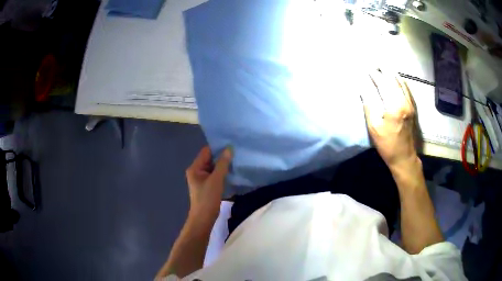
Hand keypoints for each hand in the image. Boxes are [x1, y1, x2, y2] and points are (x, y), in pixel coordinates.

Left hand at [185, 146, 231, 221]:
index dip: (218, 147)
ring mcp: (201, 179)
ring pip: (213, 167)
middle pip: (209, 159)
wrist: (204, 218)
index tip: (231, 144)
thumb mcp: (216, 179)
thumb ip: (222, 163)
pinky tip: (232, 171)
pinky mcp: (207, 186)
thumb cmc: (207, 198)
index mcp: (195, 168)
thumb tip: (229, 148)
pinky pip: (215, 175)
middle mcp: (196, 171)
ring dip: (223, 165)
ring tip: (236, 160)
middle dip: (221, 156)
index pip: (206, 151)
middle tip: (236, 152)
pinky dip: (222, 173)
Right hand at [361, 69, 418, 167]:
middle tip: (374, 62)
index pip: (382, 83)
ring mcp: (410, 104)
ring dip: (391, 73)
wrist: (404, 157)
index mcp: (394, 105)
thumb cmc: (387, 144)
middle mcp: (404, 101)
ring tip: (383, 66)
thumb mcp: (374, 127)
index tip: (365, 67)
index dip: (373, 75)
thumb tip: (363, 87)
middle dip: (383, 70)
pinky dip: (399, 80)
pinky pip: (406, 89)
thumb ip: (369, 104)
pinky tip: (395, 77)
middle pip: (392, 80)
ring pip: (401, 82)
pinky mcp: (412, 107)